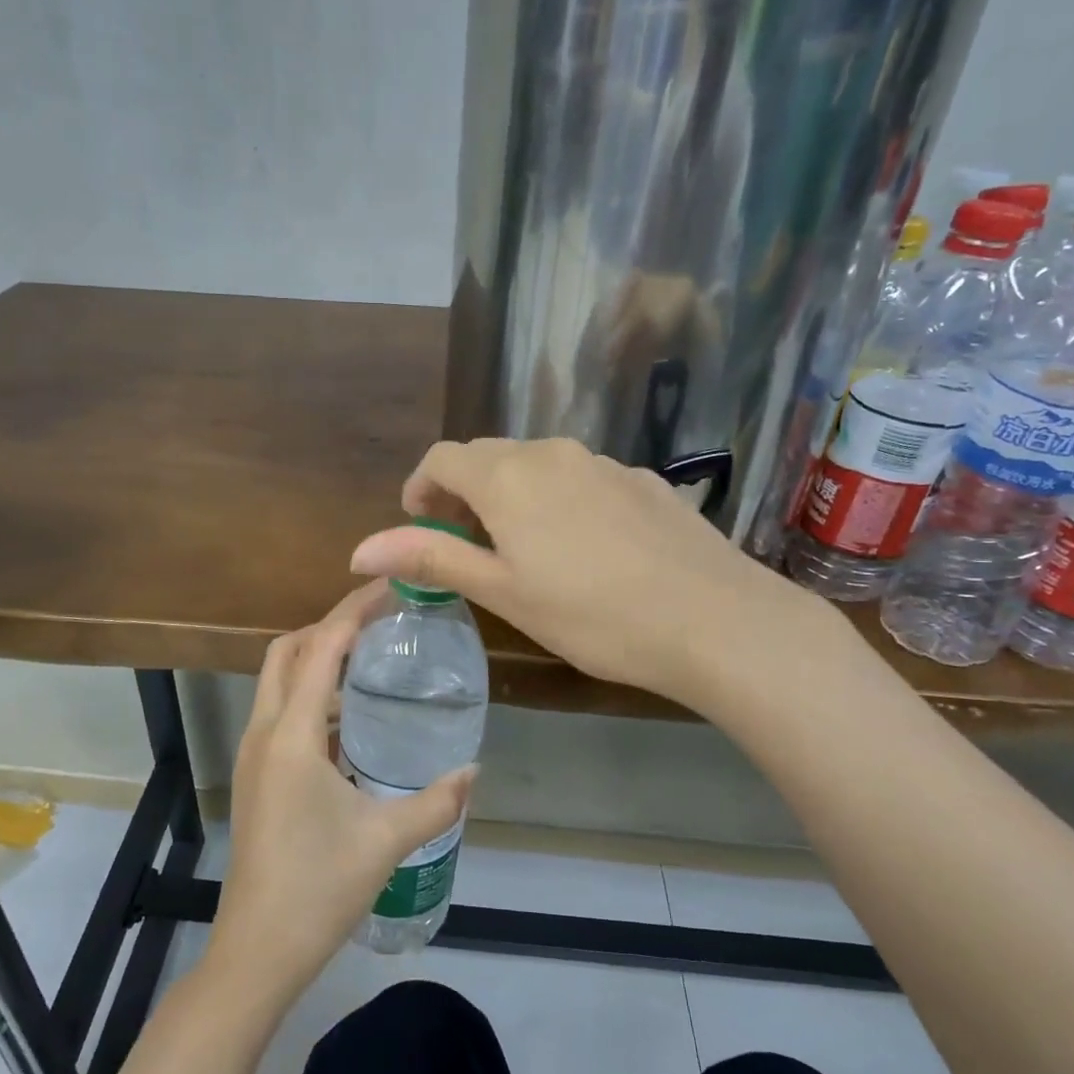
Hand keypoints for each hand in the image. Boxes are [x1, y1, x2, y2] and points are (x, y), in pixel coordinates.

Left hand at [207, 583, 474, 1003]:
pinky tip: (350, 718)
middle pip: (287, 651)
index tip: (388, 588)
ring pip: (278, 681)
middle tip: (378, 622)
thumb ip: (437, 801)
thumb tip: (474, 771)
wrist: (258, 949)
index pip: (321, 648)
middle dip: (328, 626)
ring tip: (369, 660)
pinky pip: (281, 712)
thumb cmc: (319, 888)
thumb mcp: (387, 840)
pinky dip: (311, 695)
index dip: (352, 610)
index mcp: (292, 735)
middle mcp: (265, 732)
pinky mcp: (256, 775)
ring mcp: (254, 754)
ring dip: (317, 660)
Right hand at [350, 438, 833, 712]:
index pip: (443, 458)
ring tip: (522, 548)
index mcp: (508, 477)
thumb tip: (358, 548)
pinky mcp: (642, 481)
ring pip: (537, 465)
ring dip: (511, 494)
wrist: (715, 619)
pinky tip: (583, 547)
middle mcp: (553, 453)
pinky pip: (581, 477)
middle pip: (488, 457)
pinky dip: (558, 499)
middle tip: (464, 543)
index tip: (419, 523)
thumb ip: (431, 557)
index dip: (421, 486)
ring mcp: (603, 463)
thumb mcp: (503, 591)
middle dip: (463, 491)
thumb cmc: (592, 614)